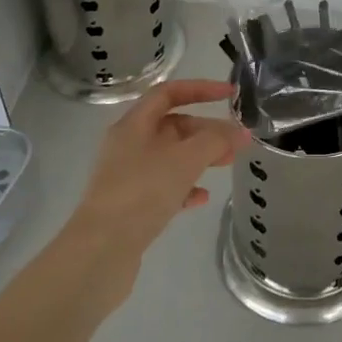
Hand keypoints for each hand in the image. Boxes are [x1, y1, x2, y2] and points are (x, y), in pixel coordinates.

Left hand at [65, 79, 249, 297]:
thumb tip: (241, 132)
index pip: (168, 93)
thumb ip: (216, 141)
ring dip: (199, 158)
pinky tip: (201, 198)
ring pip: (170, 157)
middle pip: (171, 126)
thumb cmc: (142, 192)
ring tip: (226, 165)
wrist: (100, 252)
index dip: (200, 89)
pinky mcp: (130, 206)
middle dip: (205, 130)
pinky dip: (185, 187)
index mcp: (133, 125)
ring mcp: (127, 177)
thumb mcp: (185, 160)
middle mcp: (127, 145)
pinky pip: (163, 187)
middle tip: (235, 141)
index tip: (230, 94)